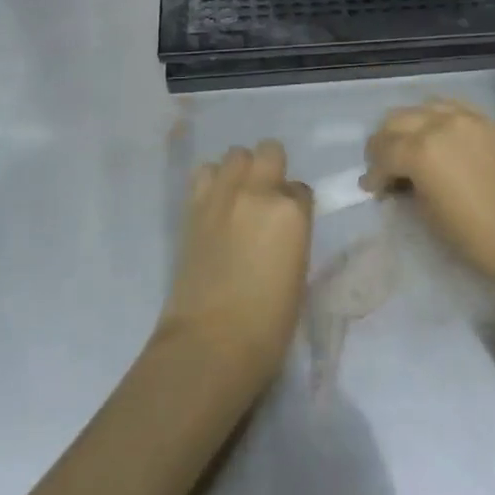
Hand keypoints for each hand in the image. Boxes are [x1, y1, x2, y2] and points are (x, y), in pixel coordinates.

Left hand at [157, 140, 311, 390]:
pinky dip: (212, 181)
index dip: (295, 204)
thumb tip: (281, 227)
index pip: (301, 188)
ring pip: (235, 155)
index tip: (289, 223)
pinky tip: (215, 205)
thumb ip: (292, 235)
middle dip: (271, 168)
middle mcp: (259, 192)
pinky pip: (204, 173)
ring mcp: (223, 195)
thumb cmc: (268, 324)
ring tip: (237, 196)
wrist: (210, 343)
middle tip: (266, 197)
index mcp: (292, 211)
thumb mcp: (298, 273)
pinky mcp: (194, 207)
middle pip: (270, 151)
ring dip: (240, 170)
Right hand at [364, 99, 494, 299]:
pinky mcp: (486, 121)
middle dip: (383, 143)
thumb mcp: (430, 217)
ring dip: (407, 125)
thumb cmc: (478, 238)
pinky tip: (435, 136)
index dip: (373, 173)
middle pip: (396, 120)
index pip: (383, 152)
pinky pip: (449, 106)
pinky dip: (434, 117)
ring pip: (421, 107)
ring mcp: (466, 118)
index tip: (371, 190)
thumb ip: (407, 189)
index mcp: (422, 151)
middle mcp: (439, 124)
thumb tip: (396, 180)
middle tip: (383, 168)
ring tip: (408, 149)